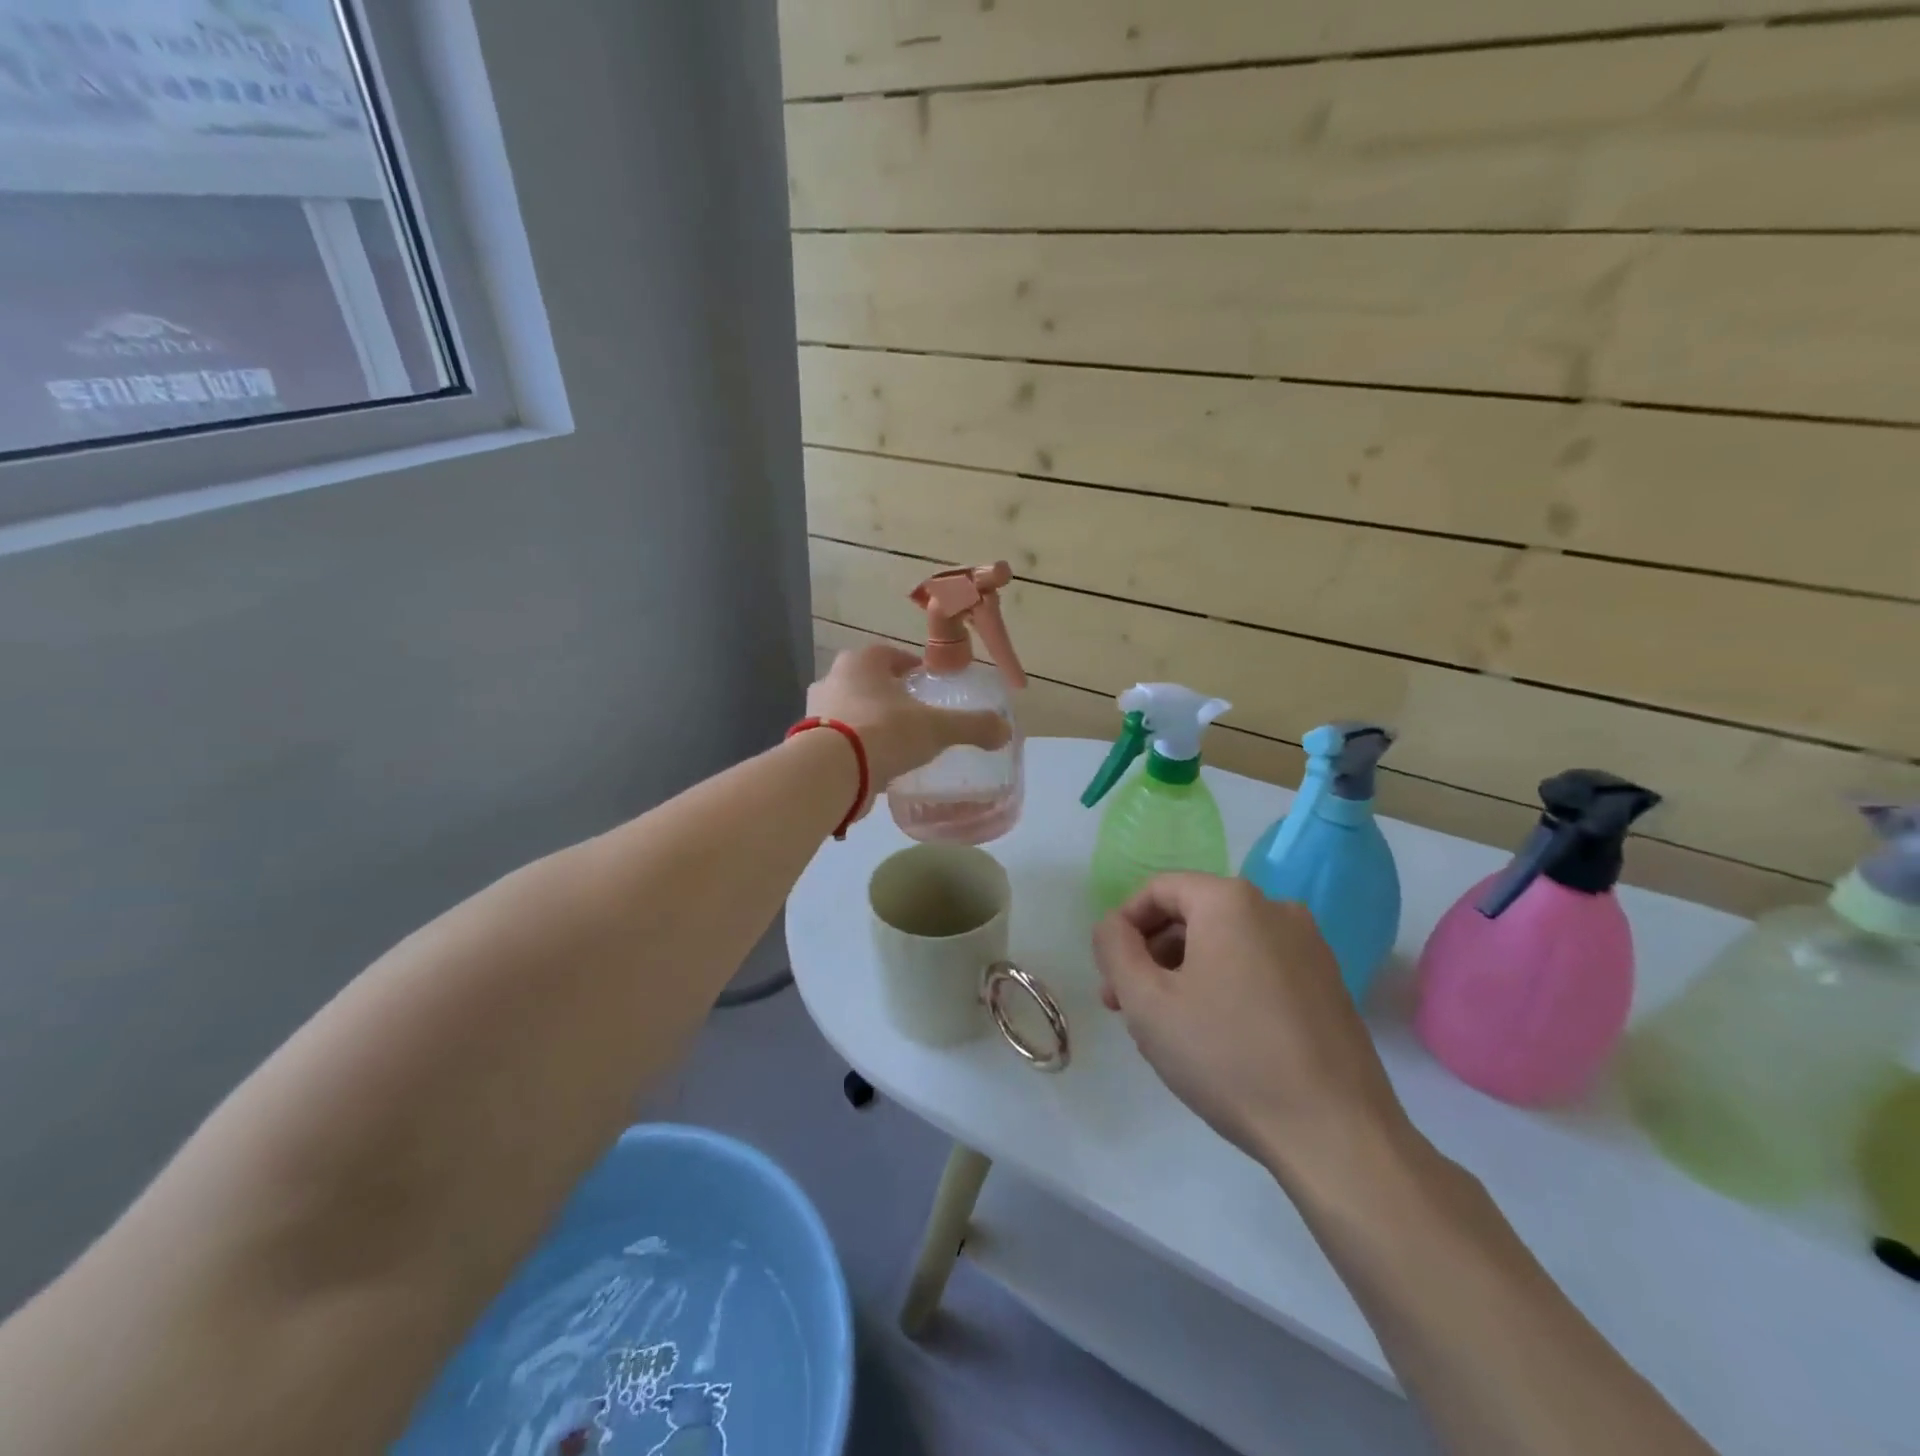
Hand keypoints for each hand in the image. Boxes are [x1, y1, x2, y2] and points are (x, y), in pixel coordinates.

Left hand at [807, 645, 1011, 799]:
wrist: (831, 771)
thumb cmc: (885, 732)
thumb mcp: (937, 728)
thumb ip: (971, 726)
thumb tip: (1005, 730)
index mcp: (862, 662)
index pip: (889, 655)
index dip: (909, 667)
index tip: (924, 682)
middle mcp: (833, 678)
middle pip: (866, 681)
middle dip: (887, 694)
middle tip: (911, 713)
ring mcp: (815, 711)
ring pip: (849, 710)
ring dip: (868, 720)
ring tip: (893, 743)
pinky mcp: (806, 743)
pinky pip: (837, 739)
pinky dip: (854, 747)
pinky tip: (872, 765)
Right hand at [1093, 874, 1414, 1184]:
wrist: (1336, 1135)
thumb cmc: (1228, 1057)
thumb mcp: (1147, 1002)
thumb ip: (1114, 949)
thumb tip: (1112, 926)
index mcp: (1231, 901)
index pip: (1158, 889)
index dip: (1123, 926)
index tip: (1110, 976)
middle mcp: (1276, 909)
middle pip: (1192, 916)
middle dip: (1151, 957)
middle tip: (1127, 1008)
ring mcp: (1309, 948)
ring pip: (1224, 945)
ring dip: (1184, 976)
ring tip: (1166, 1032)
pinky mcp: (1327, 985)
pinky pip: (1257, 969)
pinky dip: (1224, 988)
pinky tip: (1214, 1039)